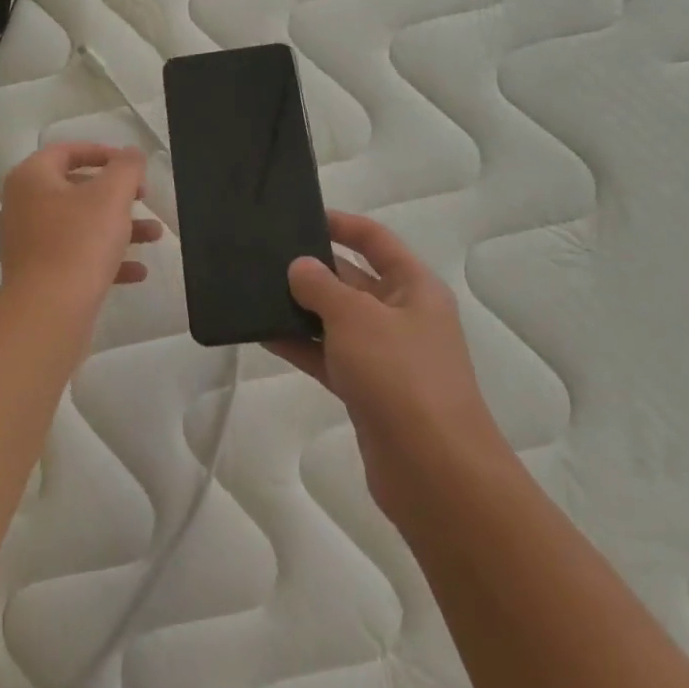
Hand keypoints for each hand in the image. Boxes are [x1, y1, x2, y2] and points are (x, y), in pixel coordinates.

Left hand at [0, 143, 161, 310]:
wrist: (48, 311)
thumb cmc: (79, 242)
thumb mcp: (111, 196)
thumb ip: (126, 168)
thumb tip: (131, 152)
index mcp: (31, 178)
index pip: (66, 151)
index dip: (102, 153)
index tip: (131, 165)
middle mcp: (22, 206)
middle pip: (74, 189)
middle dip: (116, 195)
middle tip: (144, 198)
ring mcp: (27, 243)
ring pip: (78, 226)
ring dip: (118, 228)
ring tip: (154, 236)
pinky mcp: (37, 275)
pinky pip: (74, 257)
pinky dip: (105, 259)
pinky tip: (138, 272)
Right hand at [269, 211, 502, 516]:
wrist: (433, 469)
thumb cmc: (400, 375)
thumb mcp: (356, 318)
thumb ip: (322, 286)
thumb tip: (300, 267)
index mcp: (414, 288)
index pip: (377, 242)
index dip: (343, 225)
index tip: (301, 218)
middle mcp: (403, 317)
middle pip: (354, 280)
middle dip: (314, 269)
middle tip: (265, 257)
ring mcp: (385, 356)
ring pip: (337, 321)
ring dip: (302, 309)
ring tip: (255, 292)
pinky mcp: (367, 390)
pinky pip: (328, 356)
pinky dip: (301, 345)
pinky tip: (264, 334)